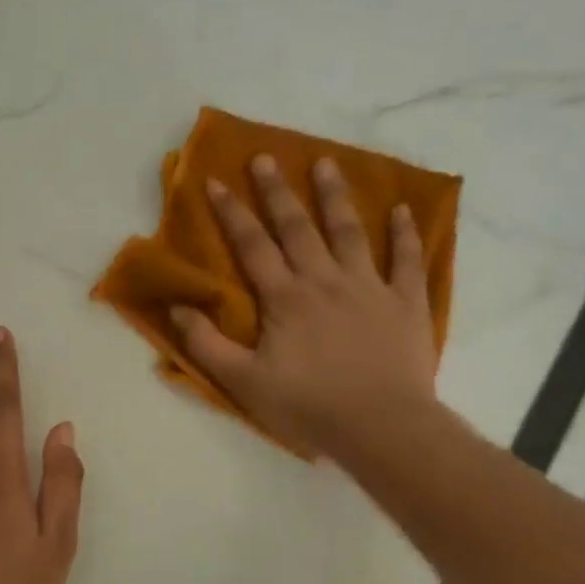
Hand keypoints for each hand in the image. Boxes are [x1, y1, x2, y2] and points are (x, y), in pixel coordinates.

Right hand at [172, 154, 438, 458]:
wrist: (381, 426)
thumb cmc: (308, 406)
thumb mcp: (244, 382)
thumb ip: (207, 344)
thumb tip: (177, 308)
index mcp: (285, 298)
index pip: (252, 245)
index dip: (232, 213)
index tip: (216, 181)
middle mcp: (325, 280)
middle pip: (298, 227)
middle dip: (277, 191)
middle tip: (265, 157)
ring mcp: (369, 287)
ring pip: (349, 232)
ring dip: (335, 196)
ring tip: (326, 163)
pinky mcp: (405, 302)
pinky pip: (407, 260)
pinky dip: (405, 233)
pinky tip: (403, 210)